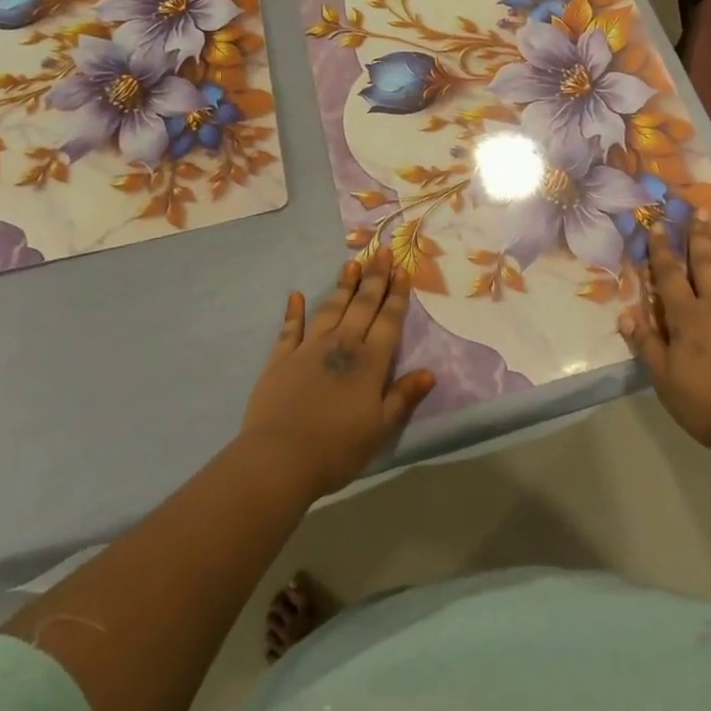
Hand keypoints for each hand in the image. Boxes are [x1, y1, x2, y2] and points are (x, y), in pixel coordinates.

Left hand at [241, 250, 435, 498]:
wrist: (280, 458)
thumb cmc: (337, 449)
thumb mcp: (380, 429)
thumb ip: (403, 397)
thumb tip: (430, 372)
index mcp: (369, 362)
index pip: (388, 321)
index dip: (397, 295)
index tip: (403, 270)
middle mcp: (341, 345)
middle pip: (362, 305)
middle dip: (374, 278)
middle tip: (382, 251)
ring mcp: (308, 348)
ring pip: (331, 308)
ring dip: (342, 286)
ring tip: (352, 262)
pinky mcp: (280, 358)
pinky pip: (290, 328)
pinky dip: (293, 310)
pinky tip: (296, 295)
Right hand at [620, 221, 710, 452]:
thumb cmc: (710, 401)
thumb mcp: (666, 380)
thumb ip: (647, 345)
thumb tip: (625, 315)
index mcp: (686, 316)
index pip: (669, 275)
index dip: (661, 250)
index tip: (656, 225)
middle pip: (705, 263)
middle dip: (699, 236)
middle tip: (699, 210)